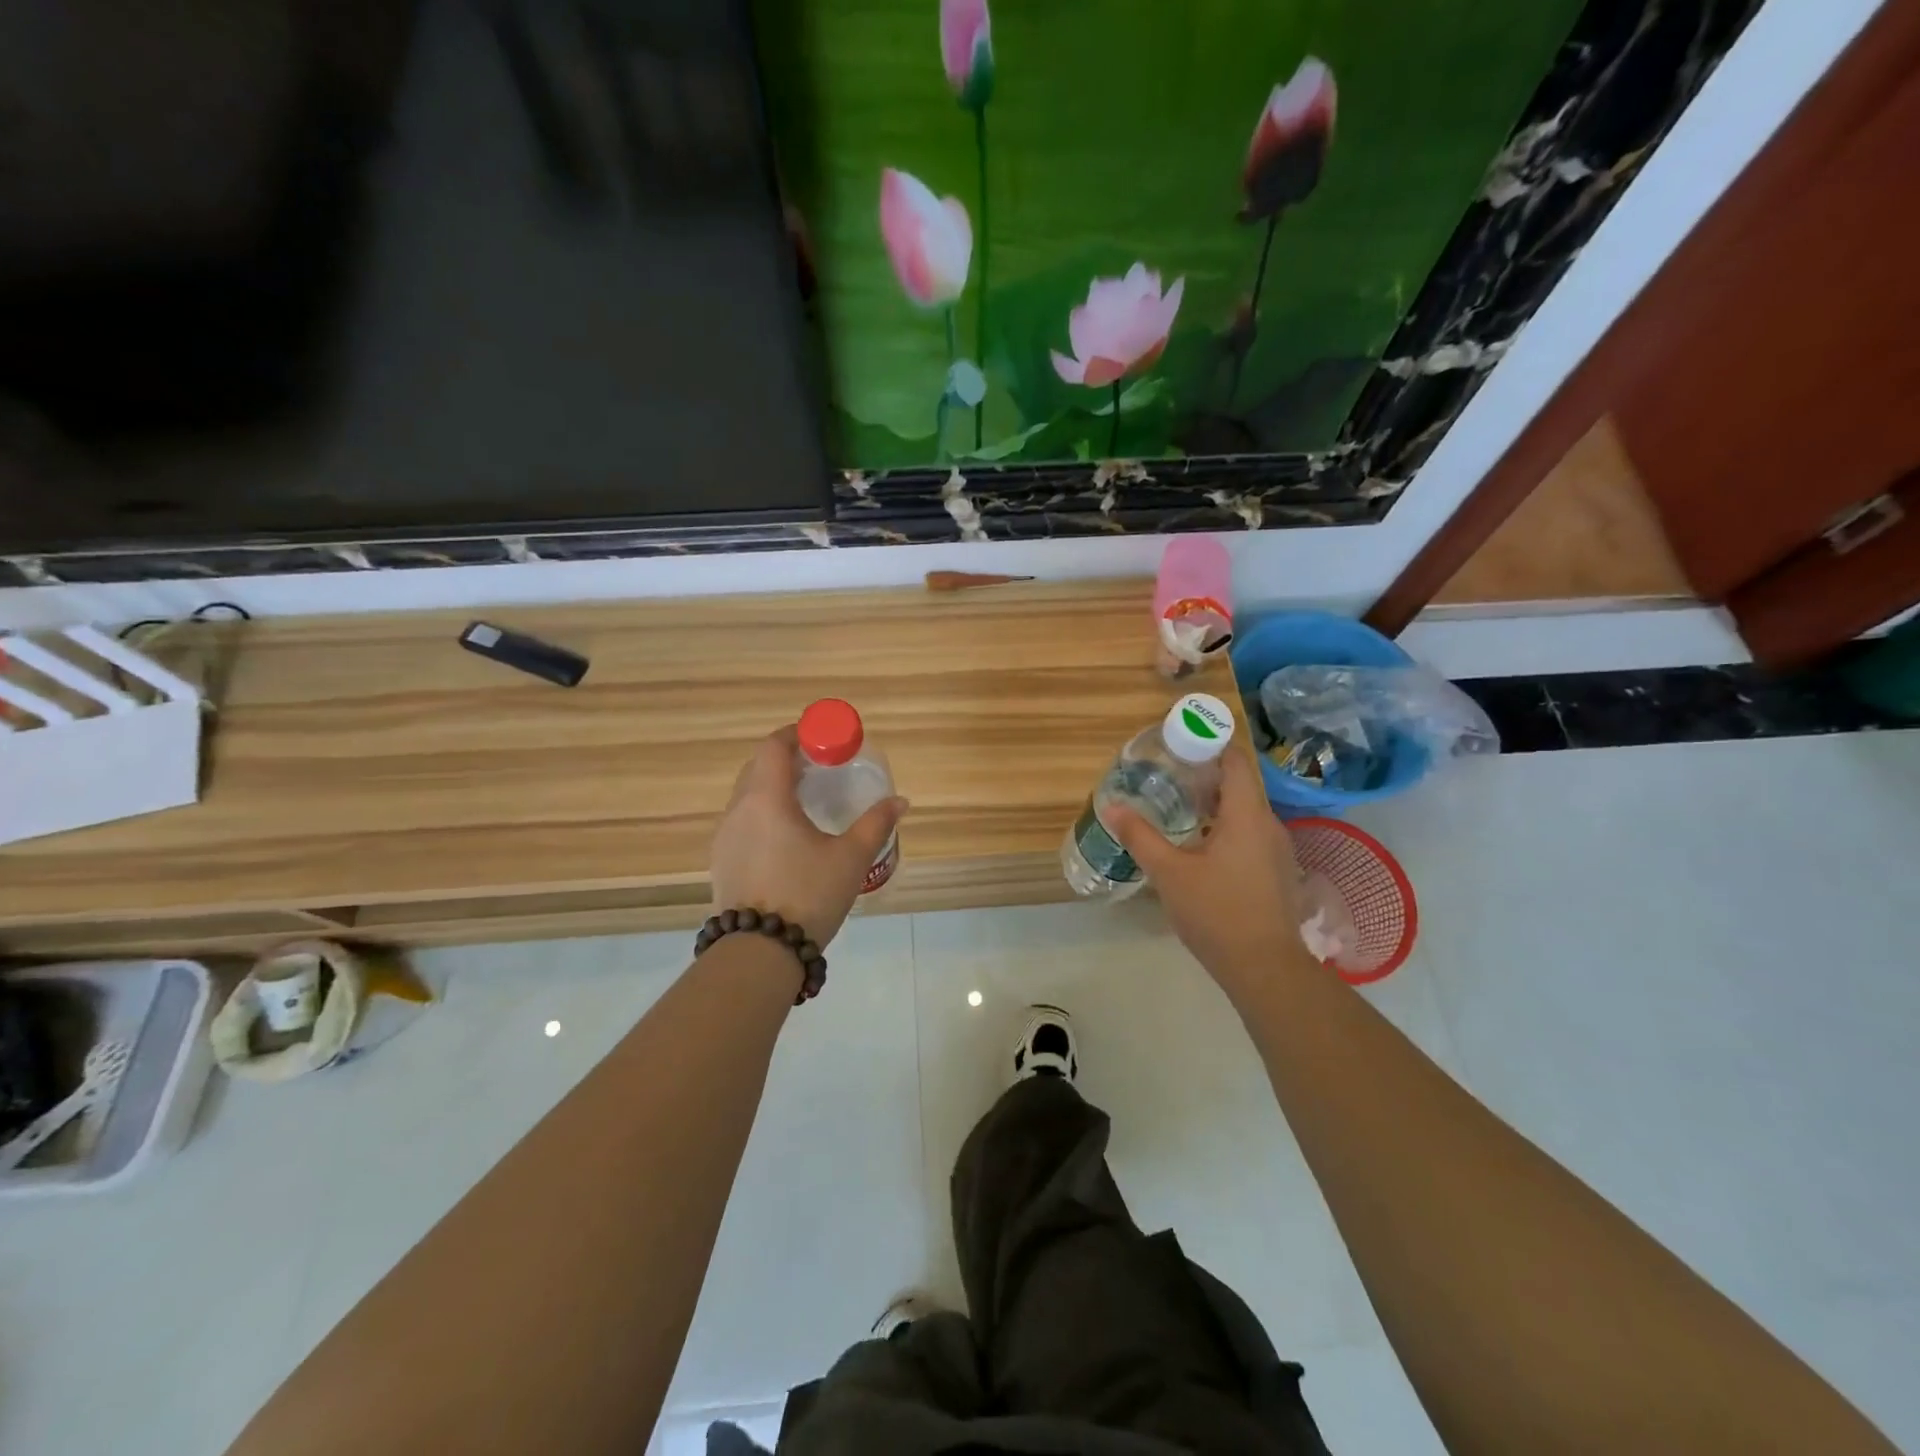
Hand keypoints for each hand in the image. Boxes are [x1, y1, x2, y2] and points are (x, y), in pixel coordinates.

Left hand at [709, 725, 907, 947]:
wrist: (759, 953)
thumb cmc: (808, 895)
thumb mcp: (851, 858)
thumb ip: (876, 823)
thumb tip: (900, 801)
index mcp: (767, 799)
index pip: (773, 746)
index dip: (798, 735)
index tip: (823, 739)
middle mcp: (738, 810)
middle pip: (758, 767)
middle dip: (788, 760)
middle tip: (821, 769)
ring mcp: (724, 837)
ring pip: (747, 796)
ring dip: (774, 788)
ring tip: (807, 803)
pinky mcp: (721, 862)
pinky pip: (742, 822)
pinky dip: (763, 814)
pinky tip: (787, 839)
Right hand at [1105, 749, 1309, 994]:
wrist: (1265, 968)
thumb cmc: (1217, 913)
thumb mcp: (1169, 873)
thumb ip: (1140, 836)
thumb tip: (1111, 806)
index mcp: (1247, 815)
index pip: (1235, 760)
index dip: (1210, 744)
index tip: (1179, 742)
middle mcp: (1268, 824)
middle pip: (1239, 783)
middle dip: (1205, 773)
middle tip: (1167, 773)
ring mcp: (1276, 849)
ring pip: (1245, 810)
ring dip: (1214, 803)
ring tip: (1178, 805)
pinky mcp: (1275, 871)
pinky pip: (1249, 833)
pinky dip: (1224, 826)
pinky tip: (1198, 844)